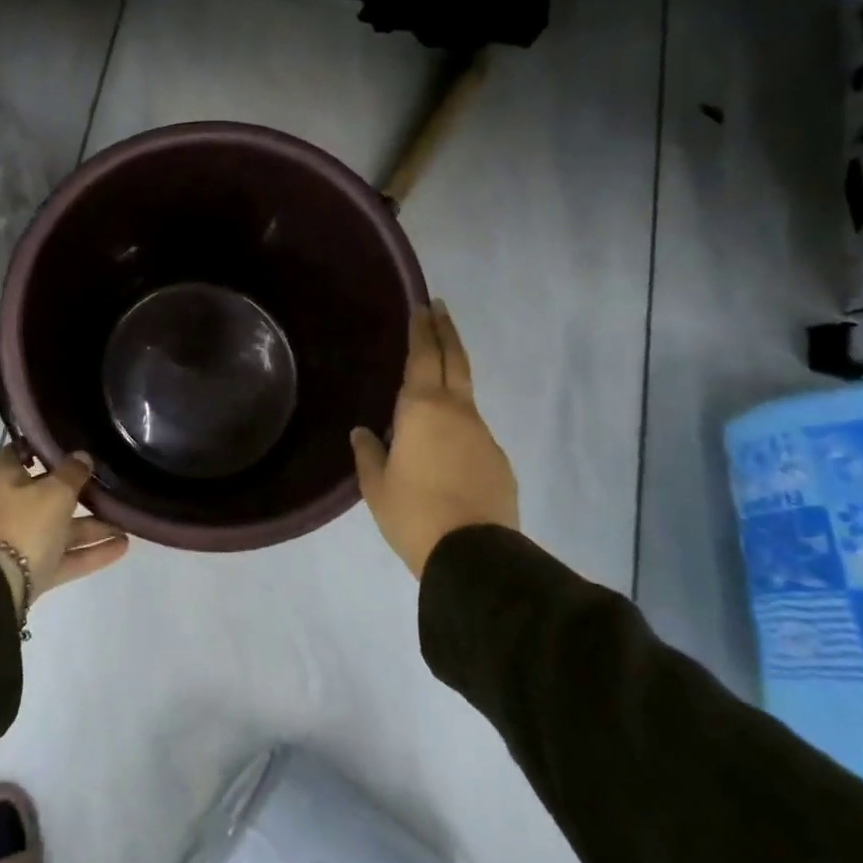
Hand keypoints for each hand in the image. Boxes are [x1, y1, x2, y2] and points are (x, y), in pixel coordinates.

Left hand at [0, 445, 129, 616]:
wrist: (1, 586)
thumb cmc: (25, 524)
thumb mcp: (55, 491)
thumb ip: (72, 473)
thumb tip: (82, 456)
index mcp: (8, 482)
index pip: (13, 455)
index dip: (30, 447)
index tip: (56, 441)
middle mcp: (13, 509)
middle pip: (46, 495)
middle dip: (77, 492)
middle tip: (106, 483)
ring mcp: (24, 543)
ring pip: (62, 529)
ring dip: (93, 526)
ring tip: (126, 521)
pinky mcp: (36, 571)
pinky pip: (68, 557)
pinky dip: (93, 552)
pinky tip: (123, 546)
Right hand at [350, 301, 518, 577]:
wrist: (473, 556)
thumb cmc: (413, 513)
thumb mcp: (376, 486)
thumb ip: (368, 453)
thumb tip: (364, 432)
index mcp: (422, 409)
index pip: (423, 357)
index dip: (422, 330)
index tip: (422, 306)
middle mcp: (457, 411)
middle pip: (454, 360)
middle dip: (445, 331)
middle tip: (439, 308)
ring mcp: (482, 434)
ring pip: (465, 395)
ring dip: (451, 377)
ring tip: (433, 380)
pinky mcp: (498, 460)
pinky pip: (472, 430)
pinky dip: (458, 422)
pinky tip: (445, 444)